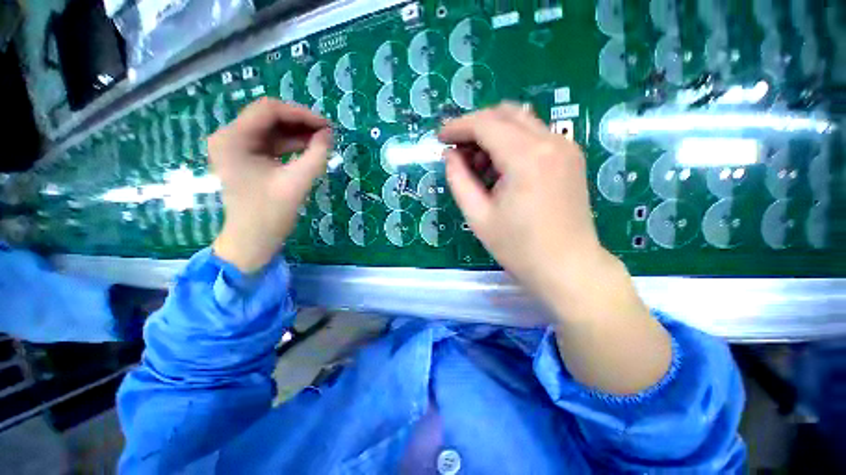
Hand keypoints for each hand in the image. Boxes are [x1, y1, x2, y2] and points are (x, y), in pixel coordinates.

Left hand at [209, 98, 330, 272]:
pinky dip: (292, 145)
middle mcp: (230, 137)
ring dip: (299, 134)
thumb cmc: (270, 214)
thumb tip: (329, 134)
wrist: (253, 241)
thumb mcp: (296, 183)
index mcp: (232, 139)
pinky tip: (311, 149)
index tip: (327, 126)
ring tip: (323, 141)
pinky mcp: (247, 158)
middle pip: (269, 117)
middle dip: (301, 123)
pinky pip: (272, 143)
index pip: (269, 110)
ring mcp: (237, 147)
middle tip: (328, 133)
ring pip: (272, 130)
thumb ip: (316, 156)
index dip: (301, 113)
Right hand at [439, 103, 613, 317]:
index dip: (458, 127)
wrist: (568, 267)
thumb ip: (459, 180)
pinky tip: (501, 168)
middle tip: (458, 151)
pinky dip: (511, 141)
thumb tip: (450, 154)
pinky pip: (534, 135)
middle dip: (474, 126)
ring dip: (493, 133)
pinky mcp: (570, 156)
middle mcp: (551, 141)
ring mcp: (565, 146)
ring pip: (520, 121)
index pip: (485, 124)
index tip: (440, 138)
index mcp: (526, 158)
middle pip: (504, 114)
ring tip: (478, 164)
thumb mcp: (478, 216)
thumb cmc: (519, 248)